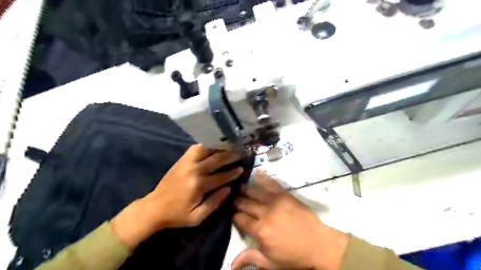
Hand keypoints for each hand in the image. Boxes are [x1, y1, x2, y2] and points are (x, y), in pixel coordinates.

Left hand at [113, 144, 244, 247]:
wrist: (154, 207)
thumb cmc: (177, 215)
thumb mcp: (197, 217)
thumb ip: (214, 203)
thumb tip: (228, 189)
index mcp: (199, 186)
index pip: (221, 176)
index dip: (233, 173)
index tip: (242, 169)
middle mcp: (194, 170)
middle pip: (216, 159)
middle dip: (231, 155)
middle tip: (241, 152)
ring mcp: (187, 163)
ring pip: (207, 150)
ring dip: (220, 147)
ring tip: (230, 145)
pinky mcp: (182, 160)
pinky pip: (196, 148)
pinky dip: (206, 144)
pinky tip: (214, 144)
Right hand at [232, 172, 347, 268]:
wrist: (318, 245)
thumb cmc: (294, 256)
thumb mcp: (271, 263)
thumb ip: (250, 257)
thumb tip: (230, 263)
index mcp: (260, 231)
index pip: (240, 219)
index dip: (234, 216)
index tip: (232, 213)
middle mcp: (265, 213)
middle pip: (245, 204)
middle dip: (237, 201)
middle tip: (232, 199)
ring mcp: (275, 201)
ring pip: (254, 192)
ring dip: (245, 189)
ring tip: (238, 187)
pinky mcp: (285, 195)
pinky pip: (271, 184)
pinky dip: (263, 177)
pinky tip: (255, 173)